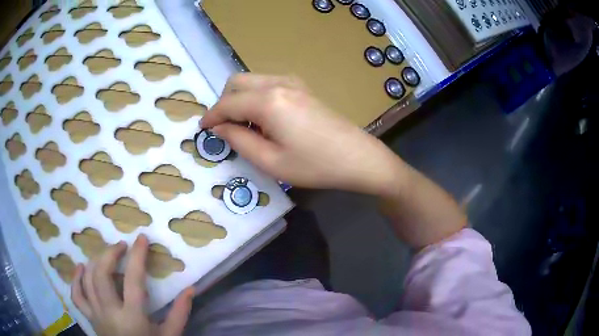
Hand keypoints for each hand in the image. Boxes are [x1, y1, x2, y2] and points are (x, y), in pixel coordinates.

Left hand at [71, 235, 194, 335]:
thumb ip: (179, 313)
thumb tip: (190, 289)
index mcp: (133, 318)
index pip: (133, 280)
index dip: (137, 256)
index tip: (141, 238)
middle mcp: (110, 312)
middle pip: (102, 274)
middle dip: (110, 253)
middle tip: (121, 246)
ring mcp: (96, 315)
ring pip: (88, 280)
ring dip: (95, 261)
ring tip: (106, 255)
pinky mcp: (89, 318)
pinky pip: (76, 296)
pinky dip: (76, 279)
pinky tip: (81, 268)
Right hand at [201, 74, 405, 194]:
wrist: (358, 157)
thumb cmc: (315, 165)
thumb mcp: (270, 161)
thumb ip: (239, 140)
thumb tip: (219, 127)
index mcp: (268, 100)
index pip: (227, 103)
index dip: (211, 116)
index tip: (202, 128)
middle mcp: (278, 83)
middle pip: (237, 82)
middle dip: (224, 102)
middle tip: (224, 128)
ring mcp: (293, 82)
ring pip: (252, 81)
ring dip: (240, 98)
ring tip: (245, 126)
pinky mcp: (302, 87)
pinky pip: (268, 84)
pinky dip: (256, 97)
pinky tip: (264, 119)